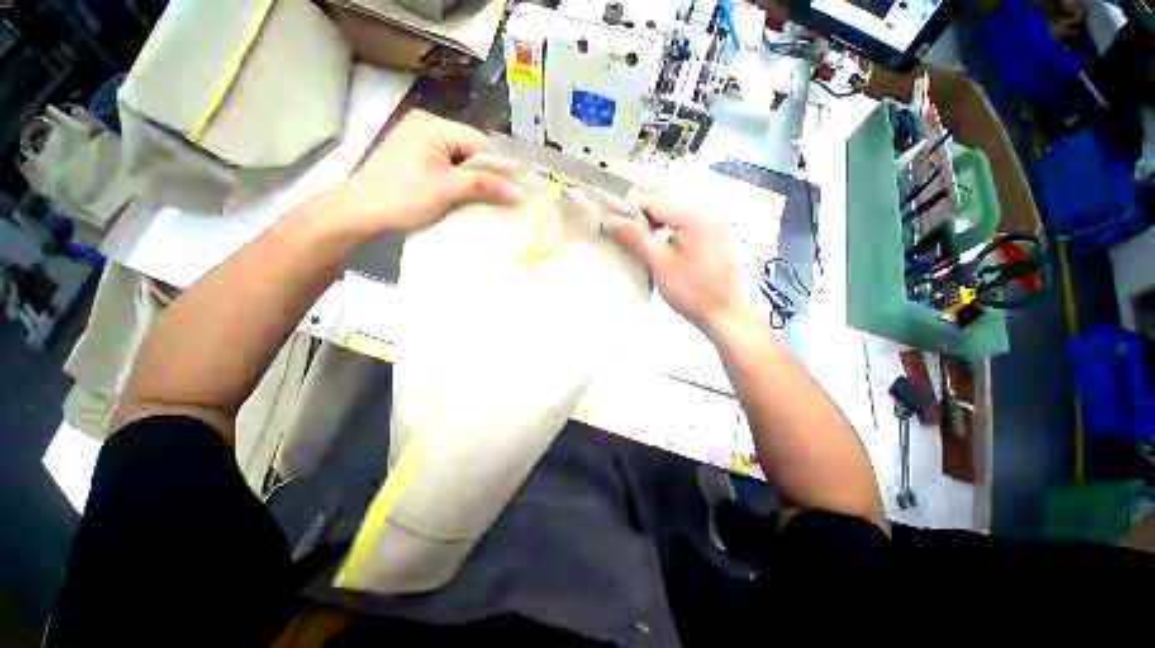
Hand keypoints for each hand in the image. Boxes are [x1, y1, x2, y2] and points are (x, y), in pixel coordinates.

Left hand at [325, 110, 521, 239]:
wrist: (359, 215)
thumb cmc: (401, 197)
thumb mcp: (446, 189)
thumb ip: (484, 185)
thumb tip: (519, 191)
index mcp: (432, 126)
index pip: (480, 143)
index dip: (503, 166)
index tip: (522, 188)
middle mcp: (427, 129)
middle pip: (472, 152)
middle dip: (490, 176)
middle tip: (511, 199)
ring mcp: (420, 146)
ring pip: (462, 163)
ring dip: (478, 183)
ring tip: (496, 202)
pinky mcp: (417, 163)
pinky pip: (450, 171)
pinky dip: (463, 186)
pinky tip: (473, 200)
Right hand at [604, 191, 756, 338]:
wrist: (726, 312)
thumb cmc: (693, 290)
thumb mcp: (660, 264)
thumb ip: (634, 238)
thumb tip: (608, 219)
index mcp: (693, 211)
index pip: (649, 198)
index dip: (626, 211)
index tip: (609, 227)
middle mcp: (704, 204)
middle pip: (659, 199)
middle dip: (638, 216)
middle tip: (622, 237)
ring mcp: (709, 215)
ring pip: (668, 208)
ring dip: (649, 222)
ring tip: (636, 242)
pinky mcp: (709, 227)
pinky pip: (679, 217)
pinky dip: (663, 227)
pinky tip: (654, 242)